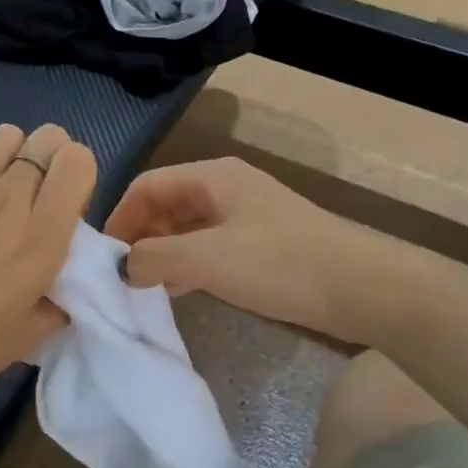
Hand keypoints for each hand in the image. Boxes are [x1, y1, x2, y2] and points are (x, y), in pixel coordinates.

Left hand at [0, 124, 96, 408]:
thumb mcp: (26, 338)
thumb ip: (55, 306)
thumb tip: (61, 292)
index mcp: (42, 238)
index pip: (78, 161)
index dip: (78, 174)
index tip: (65, 206)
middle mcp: (9, 201)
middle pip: (47, 137)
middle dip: (51, 159)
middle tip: (36, 196)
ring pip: (5, 135)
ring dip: (12, 156)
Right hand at [104, 158, 370, 337]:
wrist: (364, 287)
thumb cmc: (280, 263)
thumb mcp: (207, 258)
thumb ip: (155, 257)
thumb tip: (123, 265)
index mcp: (211, 177)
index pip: (147, 185)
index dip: (120, 217)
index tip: (103, 257)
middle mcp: (226, 188)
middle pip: (166, 204)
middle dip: (140, 236)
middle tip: (122, 276)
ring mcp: (247, 216)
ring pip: (188, 228)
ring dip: (163, 253)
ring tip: (144, 287)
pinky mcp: (263, 245)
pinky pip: (210, 247)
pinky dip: (189, 264)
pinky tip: (181, 290)